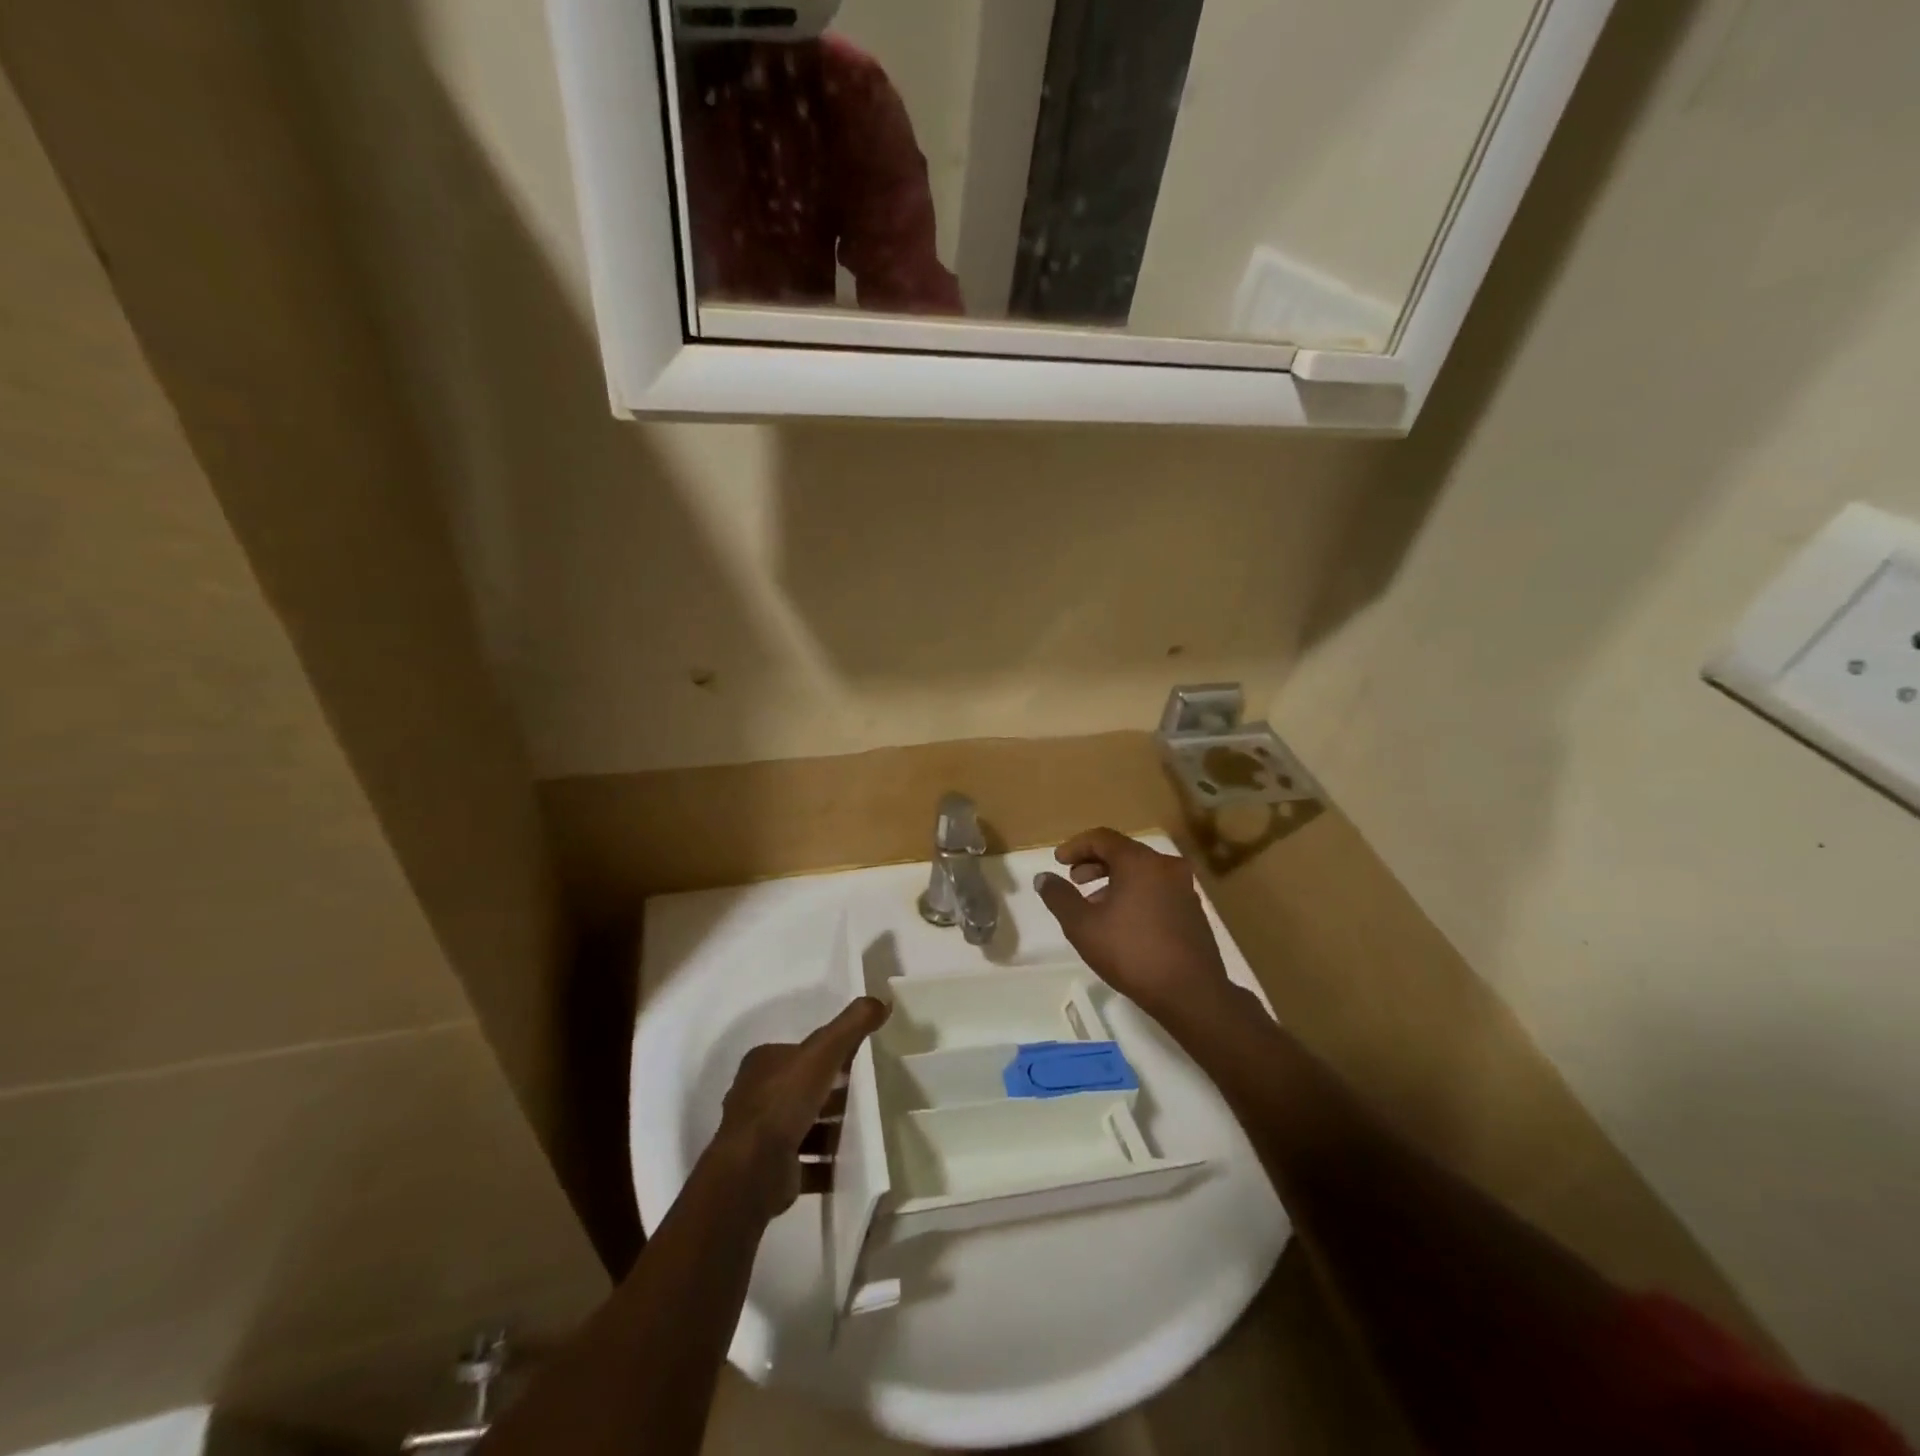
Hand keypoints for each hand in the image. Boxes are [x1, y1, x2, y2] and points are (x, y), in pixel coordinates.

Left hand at [712, 996, 889, 1221]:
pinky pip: (804, 1163)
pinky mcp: (768, 1170)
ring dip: (829, 1131)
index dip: (827, 1056)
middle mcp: (755, 1096)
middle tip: (863, 1098)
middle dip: (830, 1095)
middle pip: (802, 1090)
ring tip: (861, 1131)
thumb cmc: (784, 1101)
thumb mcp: (823, 1051)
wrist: (752, 1170)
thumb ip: (851, 1025)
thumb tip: (882, 999)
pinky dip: (825, 1165)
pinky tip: (848, 1165)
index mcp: (762, 1064)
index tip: (854, 1064)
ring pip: (803, 1127)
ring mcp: (759, 1136)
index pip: (799, 1053)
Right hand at [1034, 828, 1234, 1022]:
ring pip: (1142, 871)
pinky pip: (1157, 888)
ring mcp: (1184, 887)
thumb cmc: (1131, 953)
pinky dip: (1135, 893)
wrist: (1191, 993)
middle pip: (1124, 852)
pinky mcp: (1193, 909)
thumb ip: (1060, 897)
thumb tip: (1043, 878)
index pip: (1102, 838)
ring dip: (1114, 880)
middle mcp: (1166, 866)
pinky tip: (1123, 920)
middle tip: (1075, 880)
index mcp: (1140, 862)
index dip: (1076, 846)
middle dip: (1095, 863)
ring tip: (1095, 904)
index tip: (1059, 861)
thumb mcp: (1083, 926)